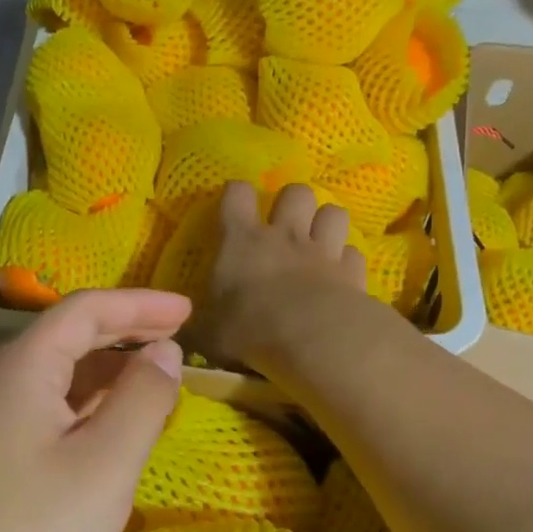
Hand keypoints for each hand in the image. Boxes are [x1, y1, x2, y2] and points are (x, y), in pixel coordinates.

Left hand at [0, 290, 189, 531]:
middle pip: (69, 335)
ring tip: (157, 376)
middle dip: (126, 331)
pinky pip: (50, 406)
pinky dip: (91, 403)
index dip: (140, 304)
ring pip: (60, 374)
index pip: (85, 310)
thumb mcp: (107, 462)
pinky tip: (116, 421)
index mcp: (22, 366)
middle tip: (179, 335)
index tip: (188, 311)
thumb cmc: (37, 530)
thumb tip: (165, 352)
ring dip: (110, 369)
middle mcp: (0, 380)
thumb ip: (143, 398)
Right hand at [189, 181, 366, 367]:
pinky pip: (353, 253)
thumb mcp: (208, 333)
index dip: (236, 194)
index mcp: (242, 241)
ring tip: (319, 241)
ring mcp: (322, 251)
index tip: (235, 204)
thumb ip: (197, 325)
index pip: (237, 194)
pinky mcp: (352, 272)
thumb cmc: (251, 330)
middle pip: (296, 192)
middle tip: (286, 224)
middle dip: (292, 202)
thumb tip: (180, 329)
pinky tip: (342, 275)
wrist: (313, 339)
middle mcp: (285, 236)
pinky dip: (347, 261)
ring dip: (326, 223)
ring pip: (333, 213)